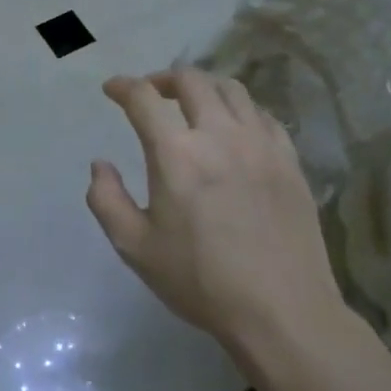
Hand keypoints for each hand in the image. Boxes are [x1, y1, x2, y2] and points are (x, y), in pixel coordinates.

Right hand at [86, 67, 342, 353]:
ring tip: (192, 103)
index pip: (143, 98)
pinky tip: (234, 128)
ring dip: (204, 87)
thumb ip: (106, 199)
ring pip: (231, 89)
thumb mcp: (135, 247)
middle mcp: (219, 134)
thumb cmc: (201, 281)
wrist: (281, 311)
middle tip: (151, 93)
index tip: (112, 89)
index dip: (123, 87)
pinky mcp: (289, 160)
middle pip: (190, 80)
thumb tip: (100, 165)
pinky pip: (263, 115)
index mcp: (176, 153)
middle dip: (162, 79)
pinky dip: (240, 109)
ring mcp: (260, 144)